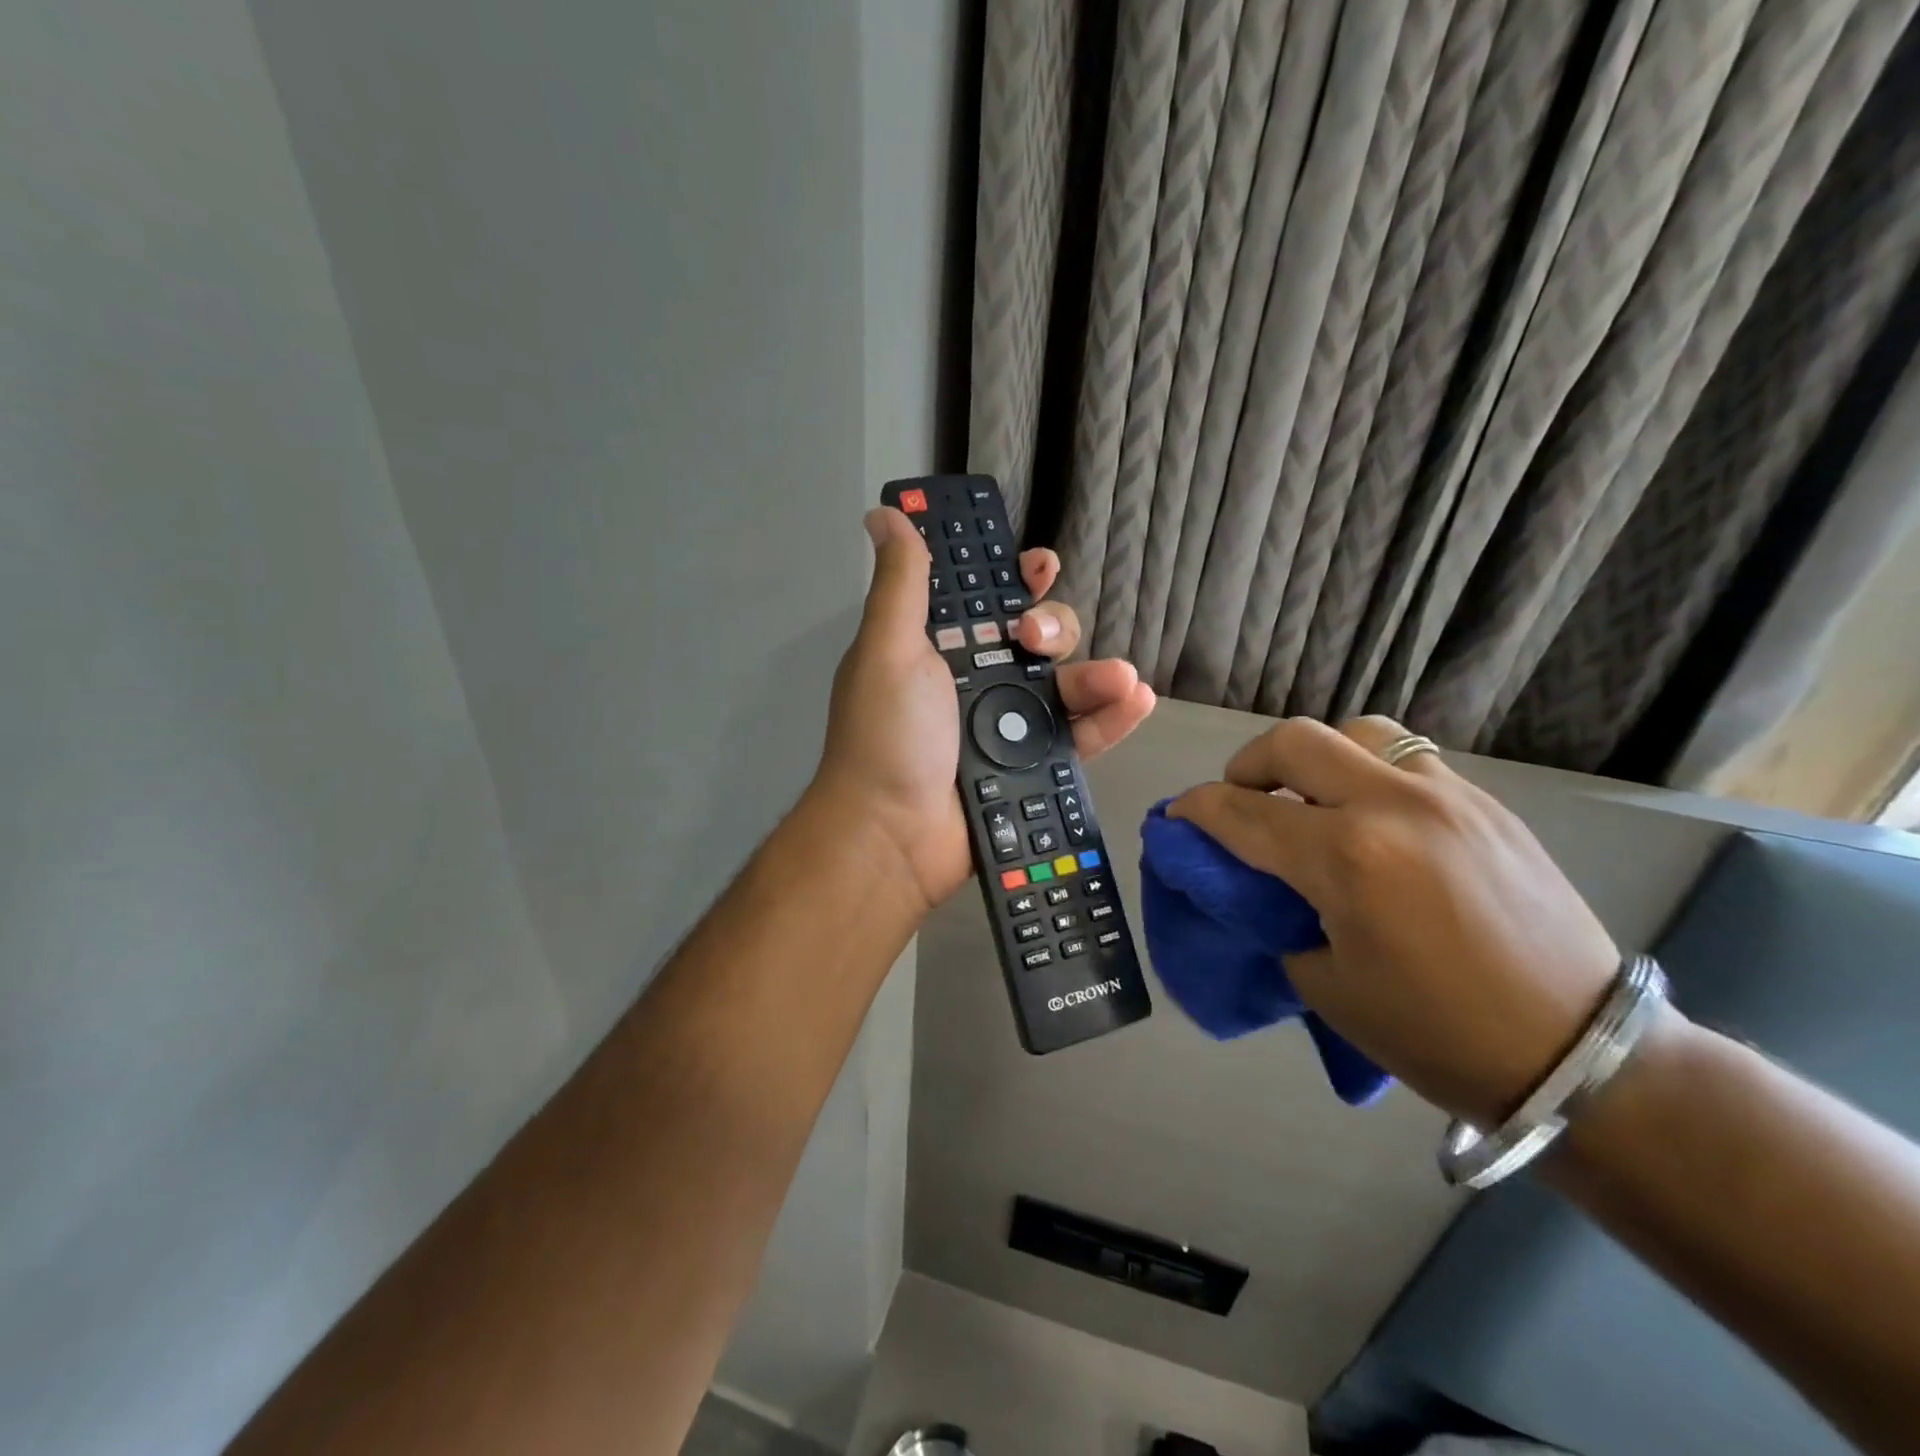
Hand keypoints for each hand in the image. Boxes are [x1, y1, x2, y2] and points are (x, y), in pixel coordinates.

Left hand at [813, 506, 1156, 915]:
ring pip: (1068, 684)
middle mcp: (979, 681)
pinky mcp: (1035, 766)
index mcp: (942, 649)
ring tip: (1118, 679)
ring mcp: (1010, 726)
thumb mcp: (887, 649)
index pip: (988, 600)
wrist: (894, 835)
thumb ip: (900, 583)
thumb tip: (885, 514)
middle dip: (1052, 625)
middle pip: (1038, 637)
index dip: (1015, 579)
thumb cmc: (887, 734)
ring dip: (1097, 672)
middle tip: (1036, 640)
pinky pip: (1082, 735)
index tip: (1036, 565)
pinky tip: (1136, 699)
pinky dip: (1112, 717)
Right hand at [1170, 716, 1619, 1125]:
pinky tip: (1371, 818)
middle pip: (1294, 741)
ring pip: (1356, 733)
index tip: (1175, 817)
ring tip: (1311, 799)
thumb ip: (1276, 916)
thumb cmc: (1436, 1034)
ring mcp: (1447, 796)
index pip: (1242, 812)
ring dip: (1314, 757)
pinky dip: (1367, 772)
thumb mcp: (1325, 984)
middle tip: (1240, 800)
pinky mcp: (1485, 803)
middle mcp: (1393, 806)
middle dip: (1246, 765)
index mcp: (1347, 858)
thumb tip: (1254, 882)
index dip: (1195, 811)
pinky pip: (1406, 759)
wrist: (1580, 1054)